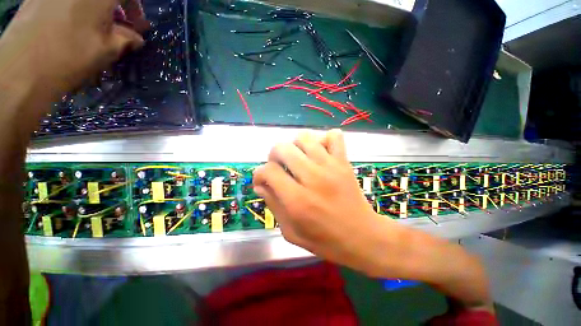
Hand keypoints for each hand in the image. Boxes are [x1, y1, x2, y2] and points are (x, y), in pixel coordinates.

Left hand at [0, 0, 145, 94]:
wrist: (21, 69)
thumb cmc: (70, 57)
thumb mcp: (108, 50)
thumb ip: (126, 38)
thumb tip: (135, 37)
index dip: (136, 6)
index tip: (137, 23)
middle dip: (115, 7)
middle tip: (116, 25)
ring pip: (84, 1)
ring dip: (94, 9)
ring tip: (92, 27)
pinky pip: (65, 2)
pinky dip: (74, 9)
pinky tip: (71, 25)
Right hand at [253, 129, 399, 275]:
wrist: (362, 237)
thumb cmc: (325, 240)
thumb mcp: (291, 231)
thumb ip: (273, 205)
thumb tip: (261, 184)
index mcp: (297, 200)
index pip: (268, 171)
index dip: (259, 174)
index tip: (262, 181)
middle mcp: (312, 178)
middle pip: (282, 148)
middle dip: (273, 155)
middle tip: (279, 167)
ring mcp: (330, 167)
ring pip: (304, 138)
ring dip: (294, 146)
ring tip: (298, 158)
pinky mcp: (344, 162)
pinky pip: (334, 136)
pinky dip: (324, 139)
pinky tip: (320, 152)